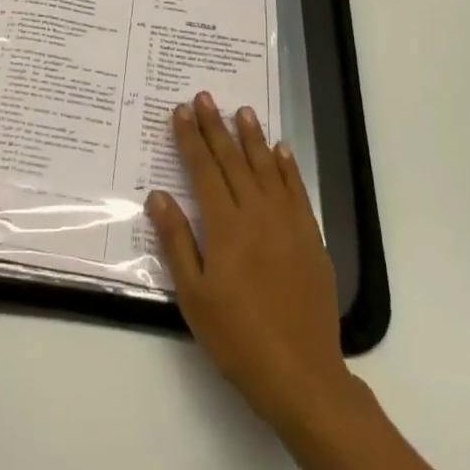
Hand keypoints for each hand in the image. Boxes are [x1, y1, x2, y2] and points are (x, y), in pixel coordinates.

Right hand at [146, 93, 353, 432]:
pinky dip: (288, 167)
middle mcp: (257, 214)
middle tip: (205, 97)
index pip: (203, 170)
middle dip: (216, 127)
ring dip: (252, 137)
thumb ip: (176, 240)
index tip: (181, 111)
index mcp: (225, 226)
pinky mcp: (310, 237)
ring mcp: (288, 223)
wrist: (300, 372)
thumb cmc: (236, 336)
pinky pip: (297, 191)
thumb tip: (158, 195)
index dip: (190, 138)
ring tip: (242, 110)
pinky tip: (280, 150)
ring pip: (267, 168)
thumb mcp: (193, 294)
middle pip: (233, 160)